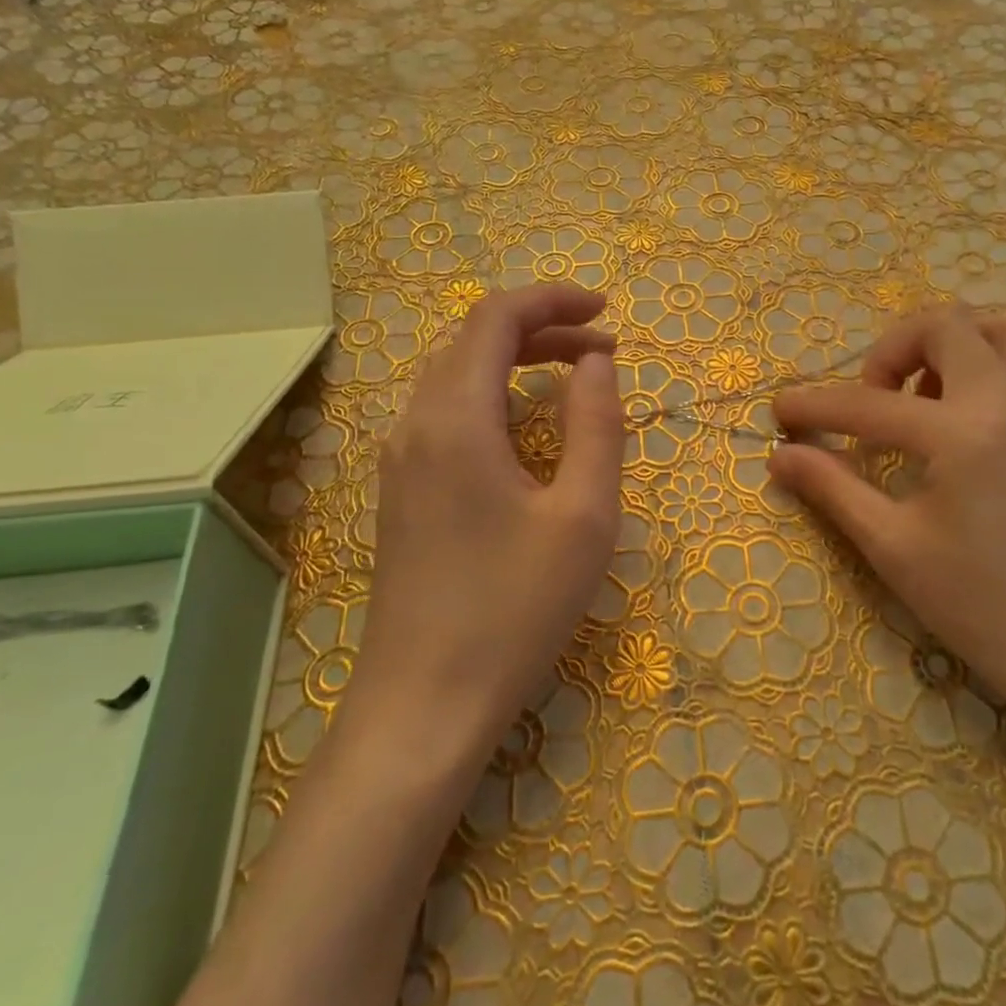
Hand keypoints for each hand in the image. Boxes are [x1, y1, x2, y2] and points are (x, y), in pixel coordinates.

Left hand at [346, 283, 623, 750]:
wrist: (424, 705)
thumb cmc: (514, 610)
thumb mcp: (583, 515)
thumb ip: (596, 425)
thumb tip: (595, 363)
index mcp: (456, 418)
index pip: (495, 319)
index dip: (552, 301)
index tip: (607, 312)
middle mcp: (415, 424)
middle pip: (472, 341)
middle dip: (541, 328)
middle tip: (603, 348)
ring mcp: (399, 460)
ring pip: (455, 375)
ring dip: (514, 361)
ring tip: (573, 375)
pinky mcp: (400, 491)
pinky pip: (444, 413)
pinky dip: (491, 395)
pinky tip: (524, 426)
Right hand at [769, 306, 1005, 715]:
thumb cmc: (984, 607)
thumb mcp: (894, 548)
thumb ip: (834, 488)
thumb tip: (780, 455)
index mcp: (964, 433)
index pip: (869, 403)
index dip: (815, 405)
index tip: (780, 411)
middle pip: (944, 325)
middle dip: (891, 349)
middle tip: (871, 399)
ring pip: (1004, 324)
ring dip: (952, 340)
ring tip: (924, 393)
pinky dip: (995, 361)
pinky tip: (971, 410)